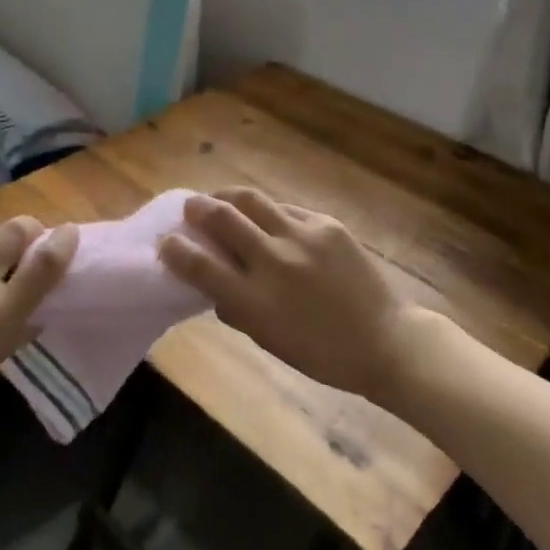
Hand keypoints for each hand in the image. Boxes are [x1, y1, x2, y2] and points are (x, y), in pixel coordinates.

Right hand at [158, 188, 419, 402]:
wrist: (384, 340)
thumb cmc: (320, 352)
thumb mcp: (268, 340)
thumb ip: (236, 309)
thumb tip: (212, 283)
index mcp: (255, 301)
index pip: (200, 266)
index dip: (175, 249)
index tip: (165, 241)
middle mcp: (274, 261)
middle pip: (222, 217)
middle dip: (197, 207)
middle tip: (190, 207)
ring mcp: (302, 237)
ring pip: (252, 199)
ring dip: (228, 196)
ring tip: (220, 198)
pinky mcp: (326, 223)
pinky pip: (286, 209)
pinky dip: (269, 213)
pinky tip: (268, 219)